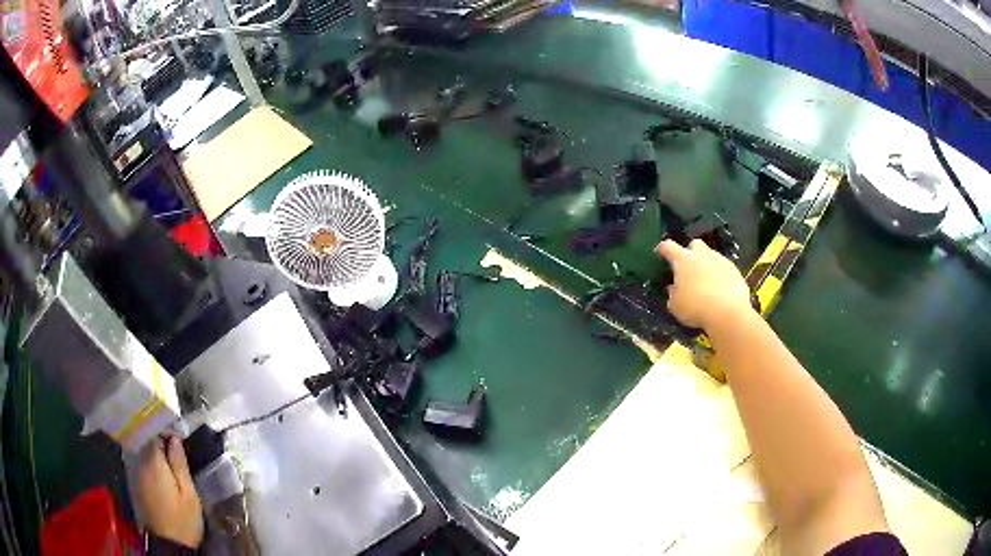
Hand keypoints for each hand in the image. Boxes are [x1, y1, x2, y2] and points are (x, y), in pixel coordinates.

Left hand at [136, 434, 203, 548]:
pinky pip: (141, 466)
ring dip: (153, 452)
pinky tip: (160, 472)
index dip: (164, 430)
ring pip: (142, 454)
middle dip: (158, 440)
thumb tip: (175, 438)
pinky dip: (149, 464)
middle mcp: (140, 464)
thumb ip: (179, 464)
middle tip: (174, 445)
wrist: (169, 544)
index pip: (153, 434)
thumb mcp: (189, 494)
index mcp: (153, 462)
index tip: (176, 433)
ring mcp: (136, 475)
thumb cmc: (183, 519)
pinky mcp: (136, 486)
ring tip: (168, 457)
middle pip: (146, 443)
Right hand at [655, 239, 751, 330]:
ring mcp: (720, 260)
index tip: (660, 253)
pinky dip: (720, 275)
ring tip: (705, 282)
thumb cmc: (696, 307)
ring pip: (711, 256)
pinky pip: (724, 268)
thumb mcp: (675, 306)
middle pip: (694, 244)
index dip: (662, 249)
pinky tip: (720, 289)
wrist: (728, 312)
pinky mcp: (734, 270)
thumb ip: (672, 293)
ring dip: (706, 265)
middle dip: (690, 252)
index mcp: (683, 260)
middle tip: (688, 267)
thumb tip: (673, 287)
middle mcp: (702, 255)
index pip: (668, 246)